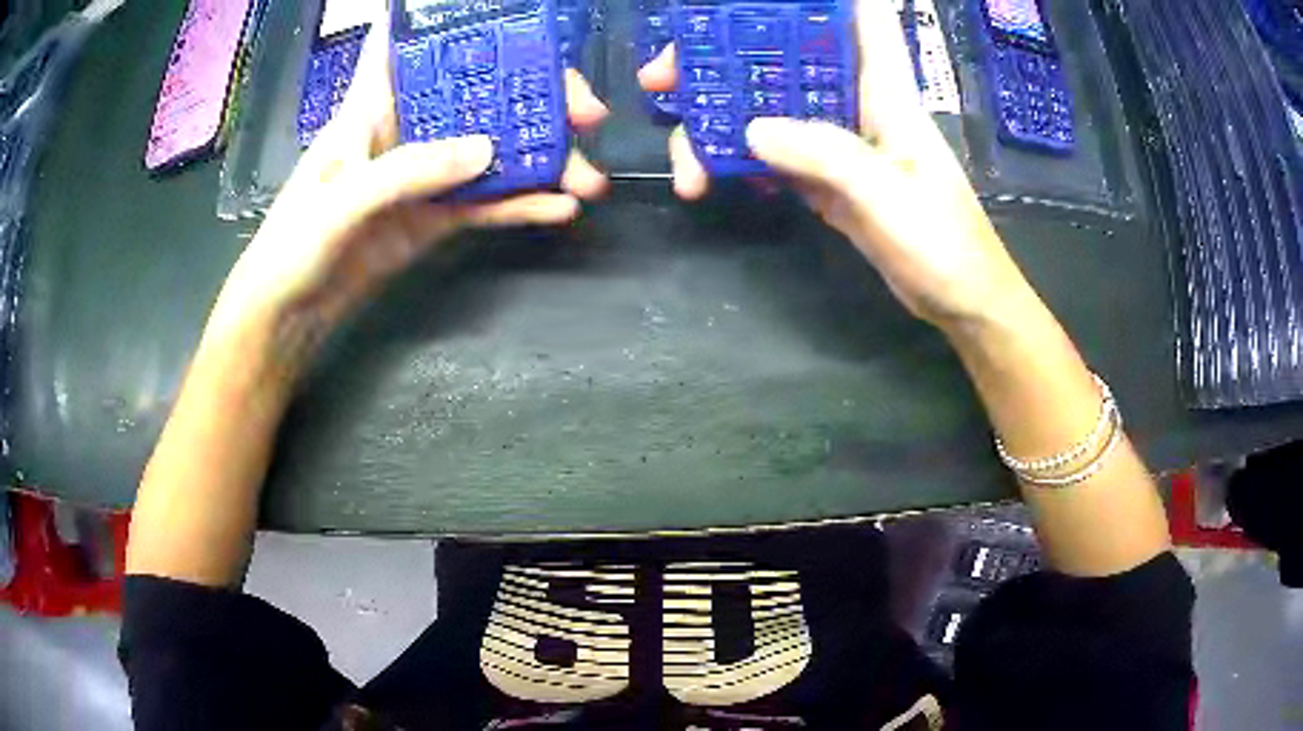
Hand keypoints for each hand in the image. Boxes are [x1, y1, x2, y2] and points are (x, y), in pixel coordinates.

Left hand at [209, 13, 608, 359]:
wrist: (288, 317)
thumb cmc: (292, 247)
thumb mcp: (340, 201)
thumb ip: (407, 172)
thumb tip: (488, 151)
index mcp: (373, 107)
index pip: (414, 46)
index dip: (458, 24)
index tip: (516, 20)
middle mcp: (407, 130)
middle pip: (480, 95)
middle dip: (535, 96)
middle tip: (587, 113)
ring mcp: (425, 175)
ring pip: (494, 151)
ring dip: (542, 160)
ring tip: (588, 177)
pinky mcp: (434, 217)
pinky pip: (486, 203)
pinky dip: (523, 204)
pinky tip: (560, 208)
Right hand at [637, 0, 1029, 327]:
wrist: (960, 300)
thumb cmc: (944, 243)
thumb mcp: (889, 196)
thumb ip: (827, 156)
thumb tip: (751, 130)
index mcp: (883, 92)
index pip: (856, 19)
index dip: (811, 1)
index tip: (747, 4)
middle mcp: (856, 106)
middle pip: (784, 62)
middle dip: (724, 62)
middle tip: (664, 78)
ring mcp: (839, 144)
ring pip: (770, 111)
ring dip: (721, 125)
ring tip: (684, 163)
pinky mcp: (829, 180)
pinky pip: (776, 157)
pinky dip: (742, 162)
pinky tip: (714, 178)